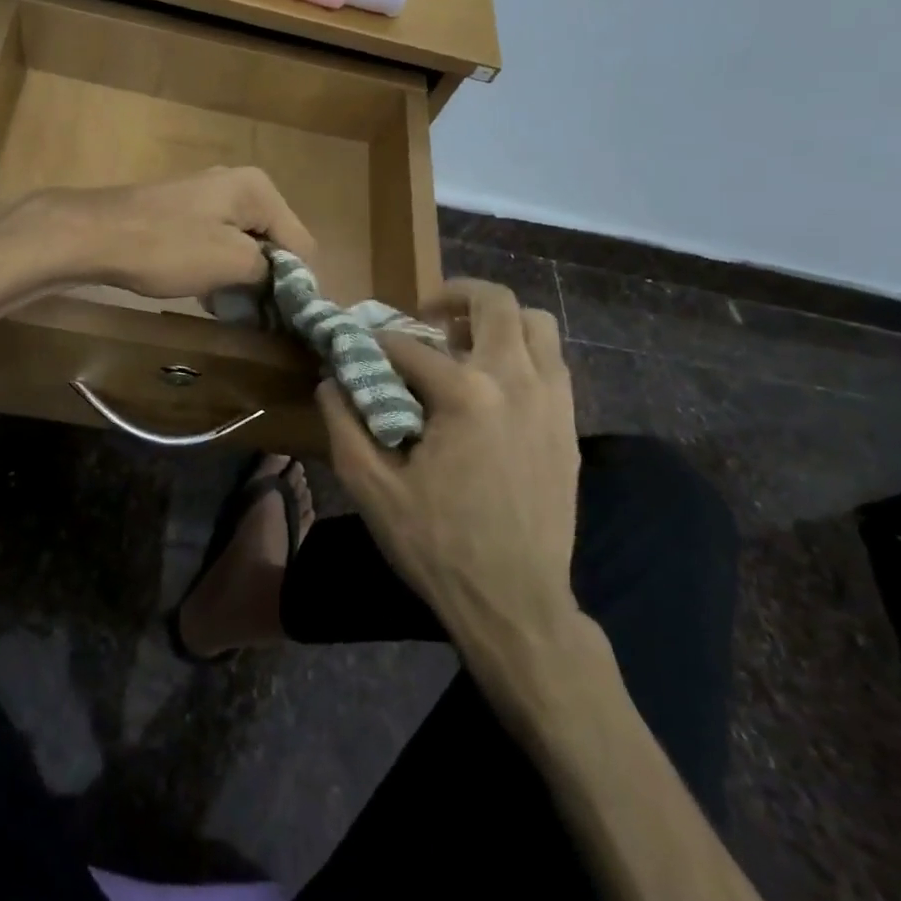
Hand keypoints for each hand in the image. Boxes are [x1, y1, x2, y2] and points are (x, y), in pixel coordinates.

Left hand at [41, 166, 315, 301]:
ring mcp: (208, 196)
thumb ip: (271, 271)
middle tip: (259, 318)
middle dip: (270, 279)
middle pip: (274, 241)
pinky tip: (207, 294)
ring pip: (245, 244)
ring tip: (232, 310)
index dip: (298, 284)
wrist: (93, 235)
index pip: (302, 243)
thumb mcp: (231, 262)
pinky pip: (218, 243)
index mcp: (258, 189)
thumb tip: (287, 283)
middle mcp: (239, 184)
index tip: (288, 321)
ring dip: (243, 278)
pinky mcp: (184, 212)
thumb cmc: (167, 247)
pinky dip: (219, 268)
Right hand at [319, 279, 580, 636]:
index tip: (356, 346)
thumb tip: (332, 380)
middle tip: (427, 314)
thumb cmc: (438, 547)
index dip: (374, 342)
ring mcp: (552, 401)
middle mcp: (516, 382)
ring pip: (537, 324)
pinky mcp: (569, 426)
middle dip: (454, 295)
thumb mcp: (371, 489)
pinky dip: (523, 352)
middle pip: (495, 303)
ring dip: (498, 319)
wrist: (517, 605)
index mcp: (465, 395)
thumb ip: (344, 424)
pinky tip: (495, 383)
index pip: (408, 345)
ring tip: (466, 340)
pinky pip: (553, 362)